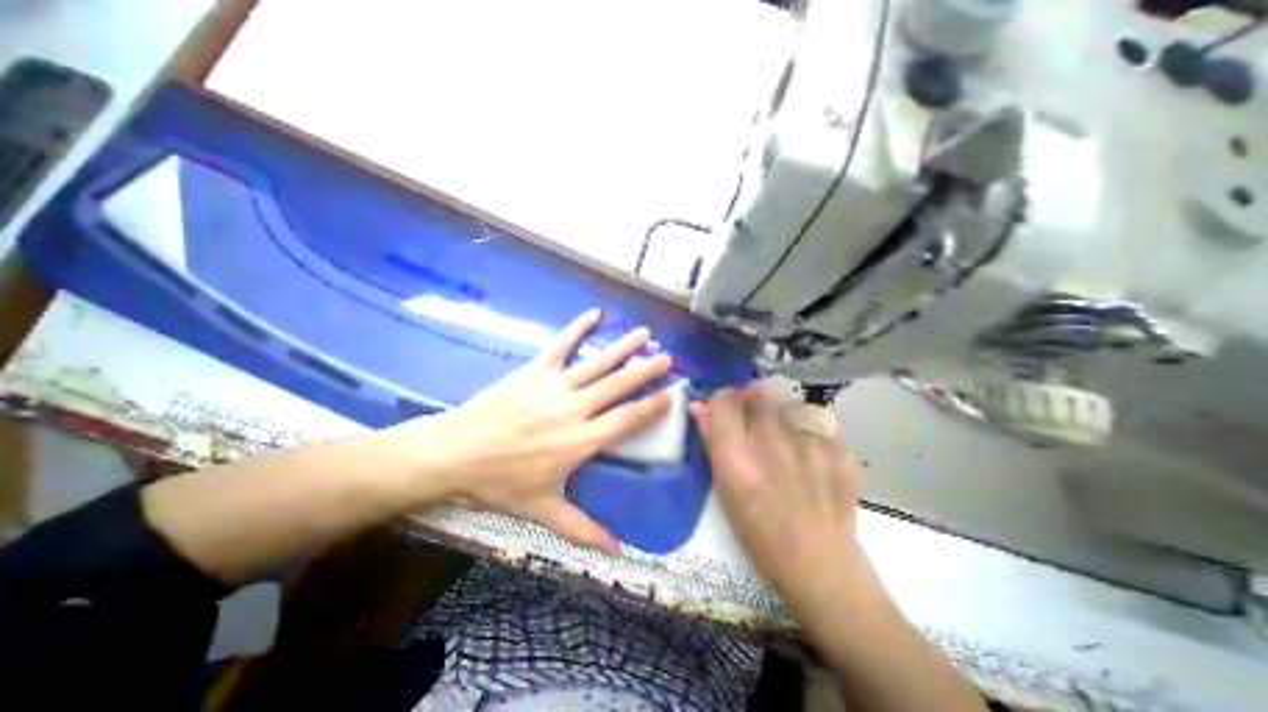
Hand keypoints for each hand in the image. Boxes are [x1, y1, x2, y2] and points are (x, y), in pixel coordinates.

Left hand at [396, 309, 673, 549]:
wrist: (456, 453)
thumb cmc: (501, 483)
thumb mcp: (543, 510)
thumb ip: (583, 528)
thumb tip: (617, 551)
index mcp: (580, 441)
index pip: (626, 420)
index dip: (652, 406)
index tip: (672, 394)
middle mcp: (574, 409)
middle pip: (618, 386)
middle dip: (646, 370)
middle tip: (667, 357)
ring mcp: (554, 386)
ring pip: (597, 363)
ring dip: (623, 347)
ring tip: (644, 334)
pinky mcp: (535, 371)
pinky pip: (561, 345)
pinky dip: (578, 328)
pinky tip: (594, 313)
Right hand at [690, 387, 867, 597]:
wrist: (818, 563)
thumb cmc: (758, 531)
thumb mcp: (724, 487)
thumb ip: (710, 441)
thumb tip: (698, 406)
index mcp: (737, 452)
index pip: (724, 397)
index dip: (723, 402)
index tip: (726, 415)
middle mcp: (771, 439)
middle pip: (758, 392)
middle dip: (752, 401)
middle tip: (755, 422)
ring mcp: (809, 442)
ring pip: (788, 402)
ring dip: (782, 412)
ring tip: (786, 437)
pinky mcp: (839, 449)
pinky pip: (820, 419)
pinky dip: (813, 427)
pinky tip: (812, 447)